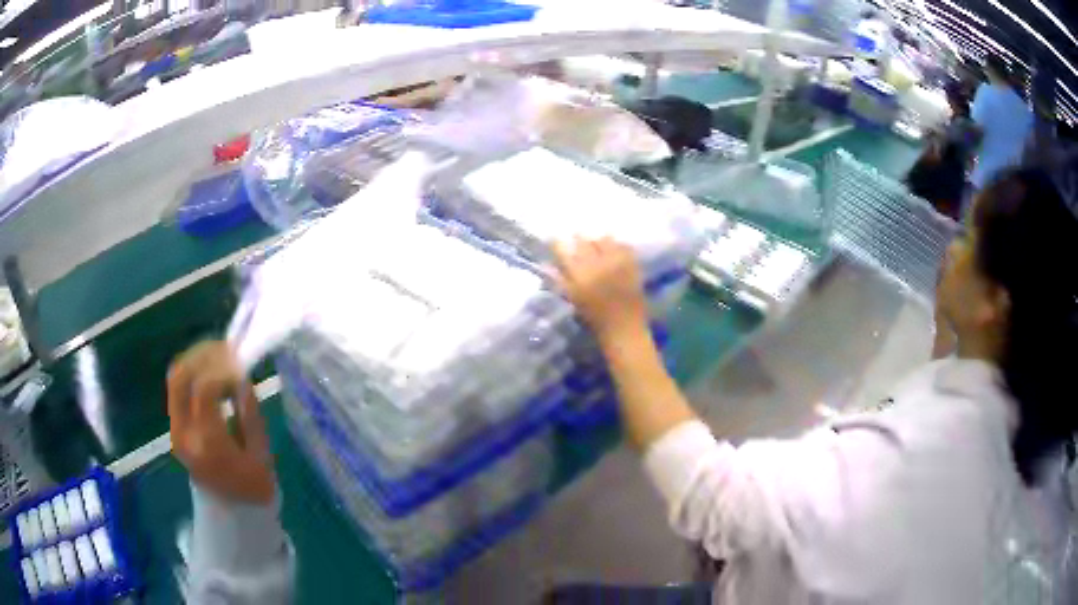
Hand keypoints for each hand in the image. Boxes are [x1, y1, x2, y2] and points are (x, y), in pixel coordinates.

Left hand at [167, 341, 275, 504]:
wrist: (232, 515)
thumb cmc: (252, 488)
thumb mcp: (261, 455)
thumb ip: (249, 414)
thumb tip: (241, 378)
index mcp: (207, 444)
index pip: (204, 389)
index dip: (223, 369)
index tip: (242, 364)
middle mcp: (184, 433)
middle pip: (179, 377)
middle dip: (202, 355)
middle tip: (227, 349)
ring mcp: (175, 429)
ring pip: (175, 378)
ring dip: (196, 361)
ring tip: (220, 357)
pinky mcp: (174, 426)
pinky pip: (178, 389)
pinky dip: (193, 373)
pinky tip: (211, 372)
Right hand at [552, 237, 648, 339]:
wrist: (624, 328)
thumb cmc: (594, 318)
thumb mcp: (573, 299)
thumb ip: (559, 279)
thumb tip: (546, 263)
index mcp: (579, 274)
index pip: (562, 248)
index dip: (558, 244)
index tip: (557, 244)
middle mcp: (597, 263)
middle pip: (583, 240)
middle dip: (578, 240)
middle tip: (577, 243)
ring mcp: (617, 261)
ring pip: (604, 239)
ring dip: (598, 241)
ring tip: (597, 247)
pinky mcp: (632, 263)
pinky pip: (623, 245)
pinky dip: (617, 246)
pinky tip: (613, 253)